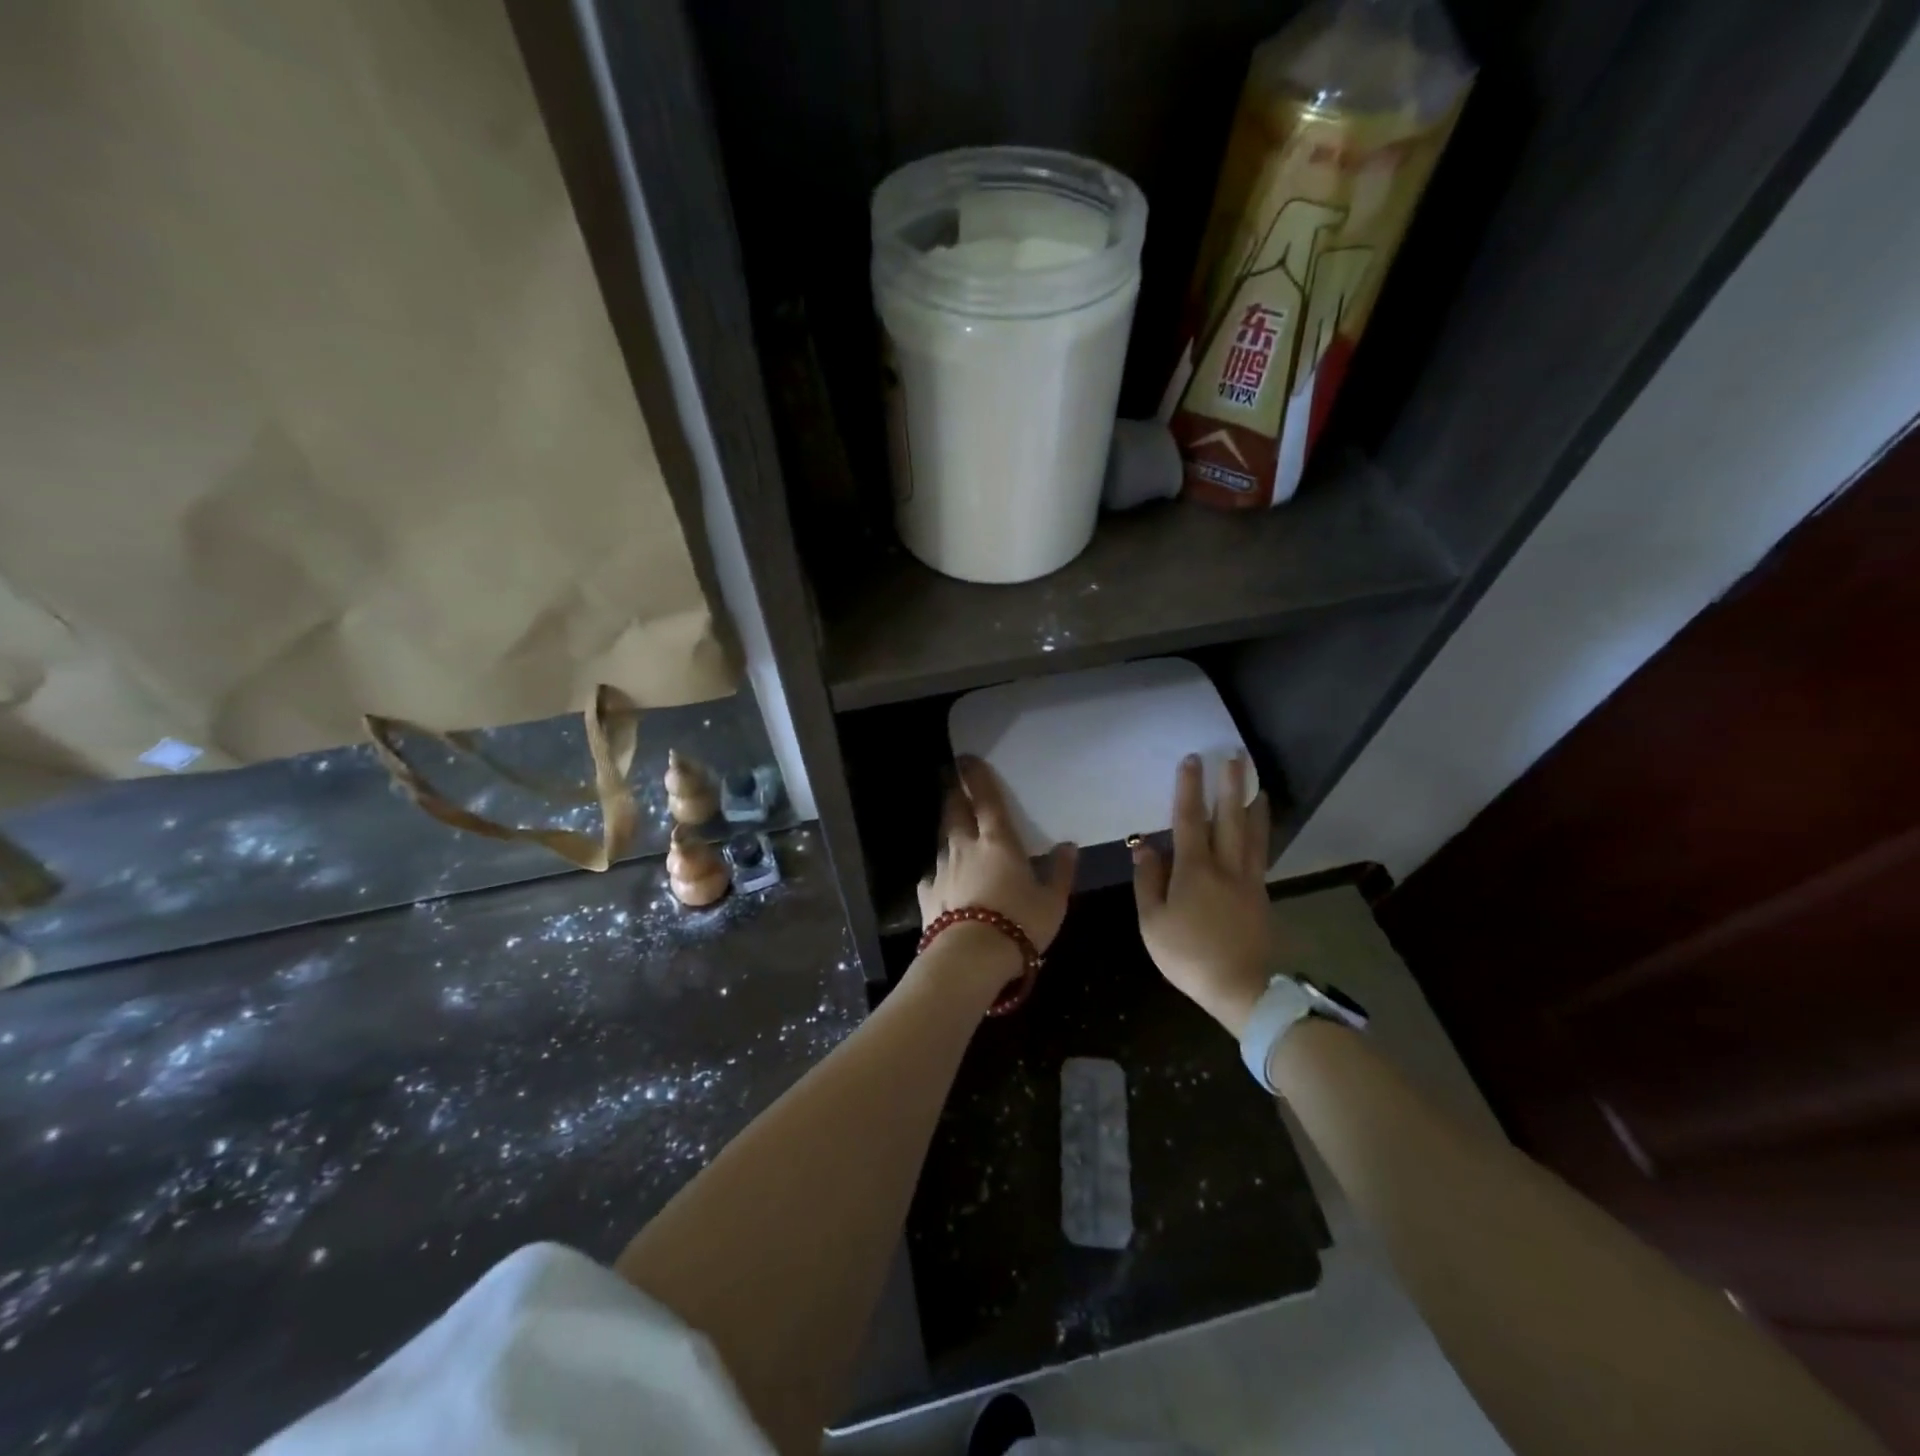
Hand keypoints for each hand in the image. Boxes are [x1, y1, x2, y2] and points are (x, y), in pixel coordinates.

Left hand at [918, 756, 1076, 957]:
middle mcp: (964, 846)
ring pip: (943, 840)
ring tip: (954, 833)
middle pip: (955, 810)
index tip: (966, 759)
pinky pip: (932, 876)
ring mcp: (941, 869)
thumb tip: (1069, 846)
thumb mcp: (1052, 901)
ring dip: (949, 832)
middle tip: (955, 785)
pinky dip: (939, 874)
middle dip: (955, 794)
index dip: (976, 776)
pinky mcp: (927, 894)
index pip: (985, 798)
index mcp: (998, 841)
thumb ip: (1061, 872)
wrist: (971, 957)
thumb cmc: (1019, 923)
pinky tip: (943, 882)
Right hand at [1132, 754, 1272, 1036]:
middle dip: (1231, 785)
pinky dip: (1262, 834)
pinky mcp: (1261, 896)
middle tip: (1236, 756)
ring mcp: (1249, 880)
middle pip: (1230, 818)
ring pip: (1253, 834)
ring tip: (1258, 784)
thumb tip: (1145, 846)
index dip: (1189, 788)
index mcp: (1195, 870)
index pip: (1190, 820)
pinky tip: (1261, 829)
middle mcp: (1226, 867)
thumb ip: (1148, 880)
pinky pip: (1261, 854)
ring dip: (1254, 806)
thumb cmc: (1188, 955)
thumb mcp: (1153, 922)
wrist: (1242, 989)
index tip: (1192, 760)